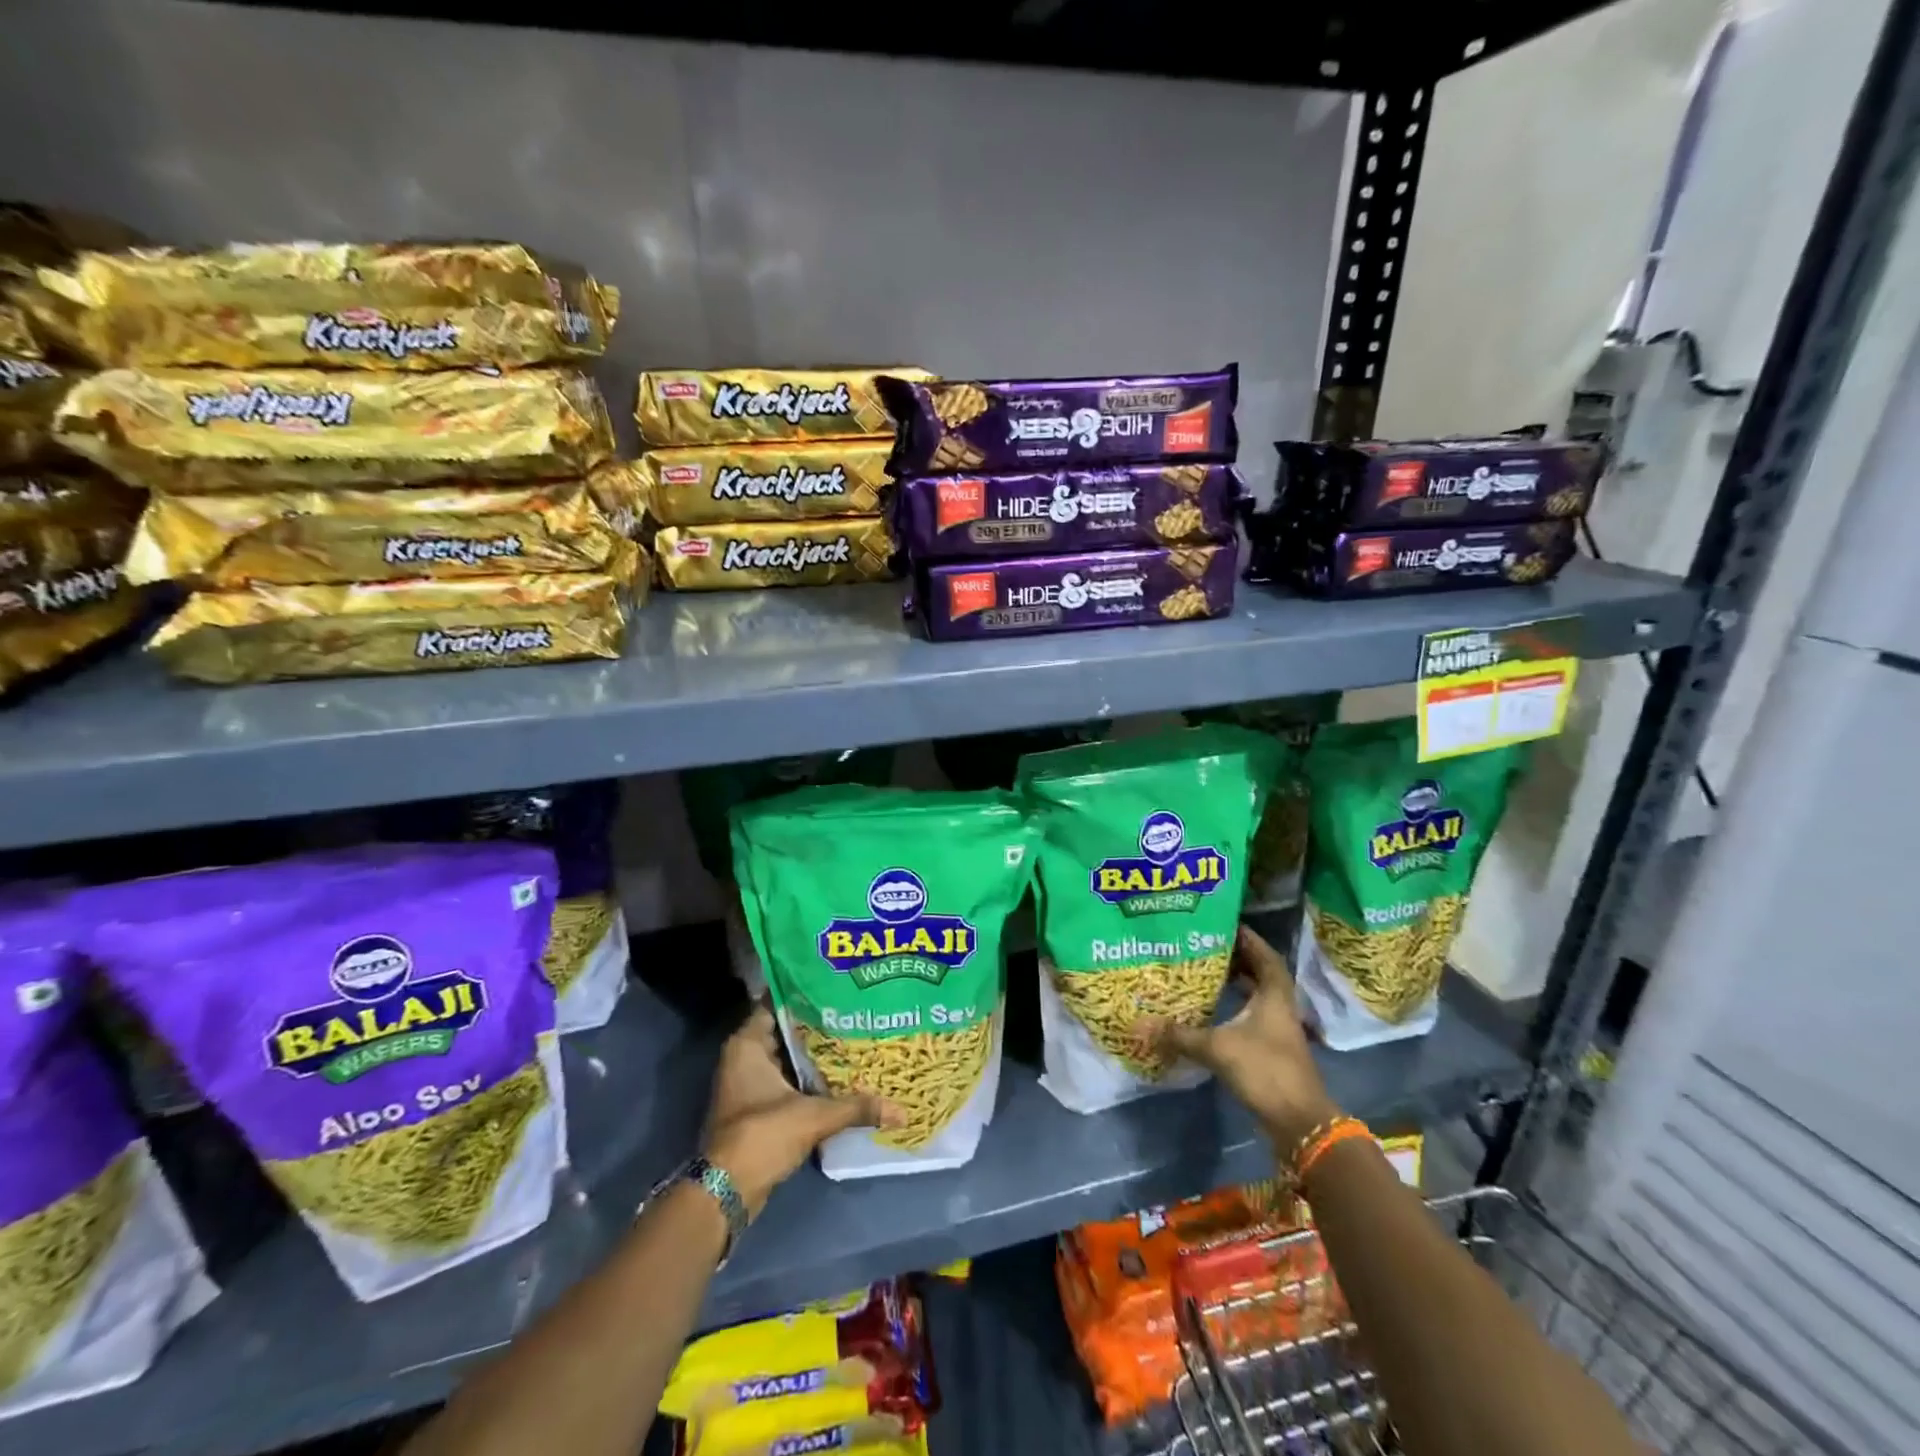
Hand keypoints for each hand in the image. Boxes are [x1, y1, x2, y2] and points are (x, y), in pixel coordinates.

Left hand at [702, 1005, 901, 1216]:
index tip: (837, 985)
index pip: (778, 1002)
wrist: (727, 1190)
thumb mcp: (813, 1116)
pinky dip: (808, 1076)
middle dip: (817, 1022)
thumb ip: (856, 1107)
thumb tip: (901, 1111)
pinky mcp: (757, 1105)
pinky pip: (787, 1078)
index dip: (806, 992)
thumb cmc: (762, 1134)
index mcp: (748, 1044)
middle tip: (854, 1009)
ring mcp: (749, 1082)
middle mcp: (744, 1056)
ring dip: (814, 1052)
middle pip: (786, 1029)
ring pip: (788, 1055)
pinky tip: (839, 1073)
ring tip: (853, 1035)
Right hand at [1139, 924, 1340, 1151]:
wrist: (1299, 1122)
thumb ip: (1180, 1035)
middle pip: (1261, 974)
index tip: (1226, 924)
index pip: (1265, 956)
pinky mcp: (1272, 1051)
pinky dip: (1235, 1007)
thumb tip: (1139, 1025)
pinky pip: (1253, 1017)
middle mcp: (1279, 1008)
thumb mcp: (1217, 1048)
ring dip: (1238, 983)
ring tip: (1207, 972)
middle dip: (1238, 959)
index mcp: (1274, 996)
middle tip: (1208, 946)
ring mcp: (1278, 1031)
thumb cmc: (1264, 1070)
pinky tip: (1213, 1010)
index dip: (1248, 939)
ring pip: (1258, 996)